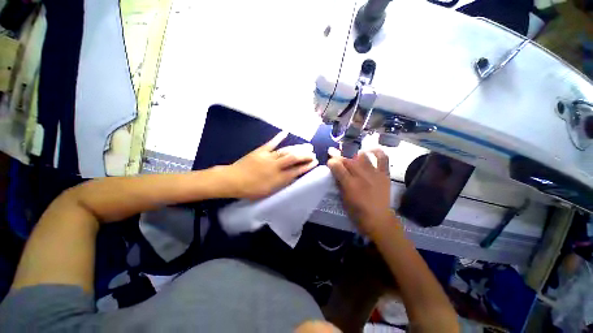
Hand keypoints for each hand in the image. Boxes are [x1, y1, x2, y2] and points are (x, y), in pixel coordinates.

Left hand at [224, 132, 318, 199]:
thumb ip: (282, 183)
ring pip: (286, 150)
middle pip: (293, 158)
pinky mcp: (261, 151)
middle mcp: (275, 166)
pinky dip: (279, 137)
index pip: (296, 171)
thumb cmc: (250, 189)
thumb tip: (293, 176)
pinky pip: (271, 143)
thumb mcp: (268, 192)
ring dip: (297, 148)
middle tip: (313, 153)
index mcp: (277, 178)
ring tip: (307, 146)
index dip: (307, 166)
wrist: (232, 180)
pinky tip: (285, 132)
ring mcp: (268, 157)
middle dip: (305, 155)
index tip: (315, 163)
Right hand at [327, 147, 395, 235]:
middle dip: (340, 158)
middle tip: (337, 159)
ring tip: (352, 158)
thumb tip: (335, 172)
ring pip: (362, 157)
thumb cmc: (357, 211)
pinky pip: (383, 159)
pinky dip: (377, 152)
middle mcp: (361, 176)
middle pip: (348, 161)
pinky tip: (370, 151)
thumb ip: (339, 183)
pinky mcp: (384, 174)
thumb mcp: (343, 198)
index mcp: (349, 184)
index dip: (332, 162)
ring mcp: (374, 173)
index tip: (329, 161)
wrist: (378, 219)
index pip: (337, 166)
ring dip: (355, 156)